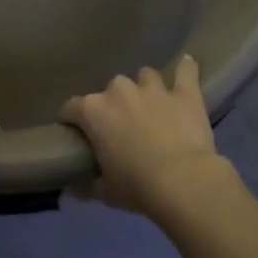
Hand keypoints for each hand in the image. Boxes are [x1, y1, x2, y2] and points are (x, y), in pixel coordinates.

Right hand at [60, 55, 231, 219]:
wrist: (183, 181)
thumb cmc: (136, 186)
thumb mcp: (105, 192)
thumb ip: (86, 186)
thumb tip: (71, 191)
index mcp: (93, 111)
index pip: (71, 108)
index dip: (72, 120)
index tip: (76, 132)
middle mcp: (119, 91)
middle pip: (110, 90)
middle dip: (114, 105)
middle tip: (122, 127)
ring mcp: (153, 88)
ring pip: (144, 76)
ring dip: (145, 89)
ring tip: (151, 105)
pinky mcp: (184, 93)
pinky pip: (185, 72)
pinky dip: (186, 69)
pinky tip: (187, 66)